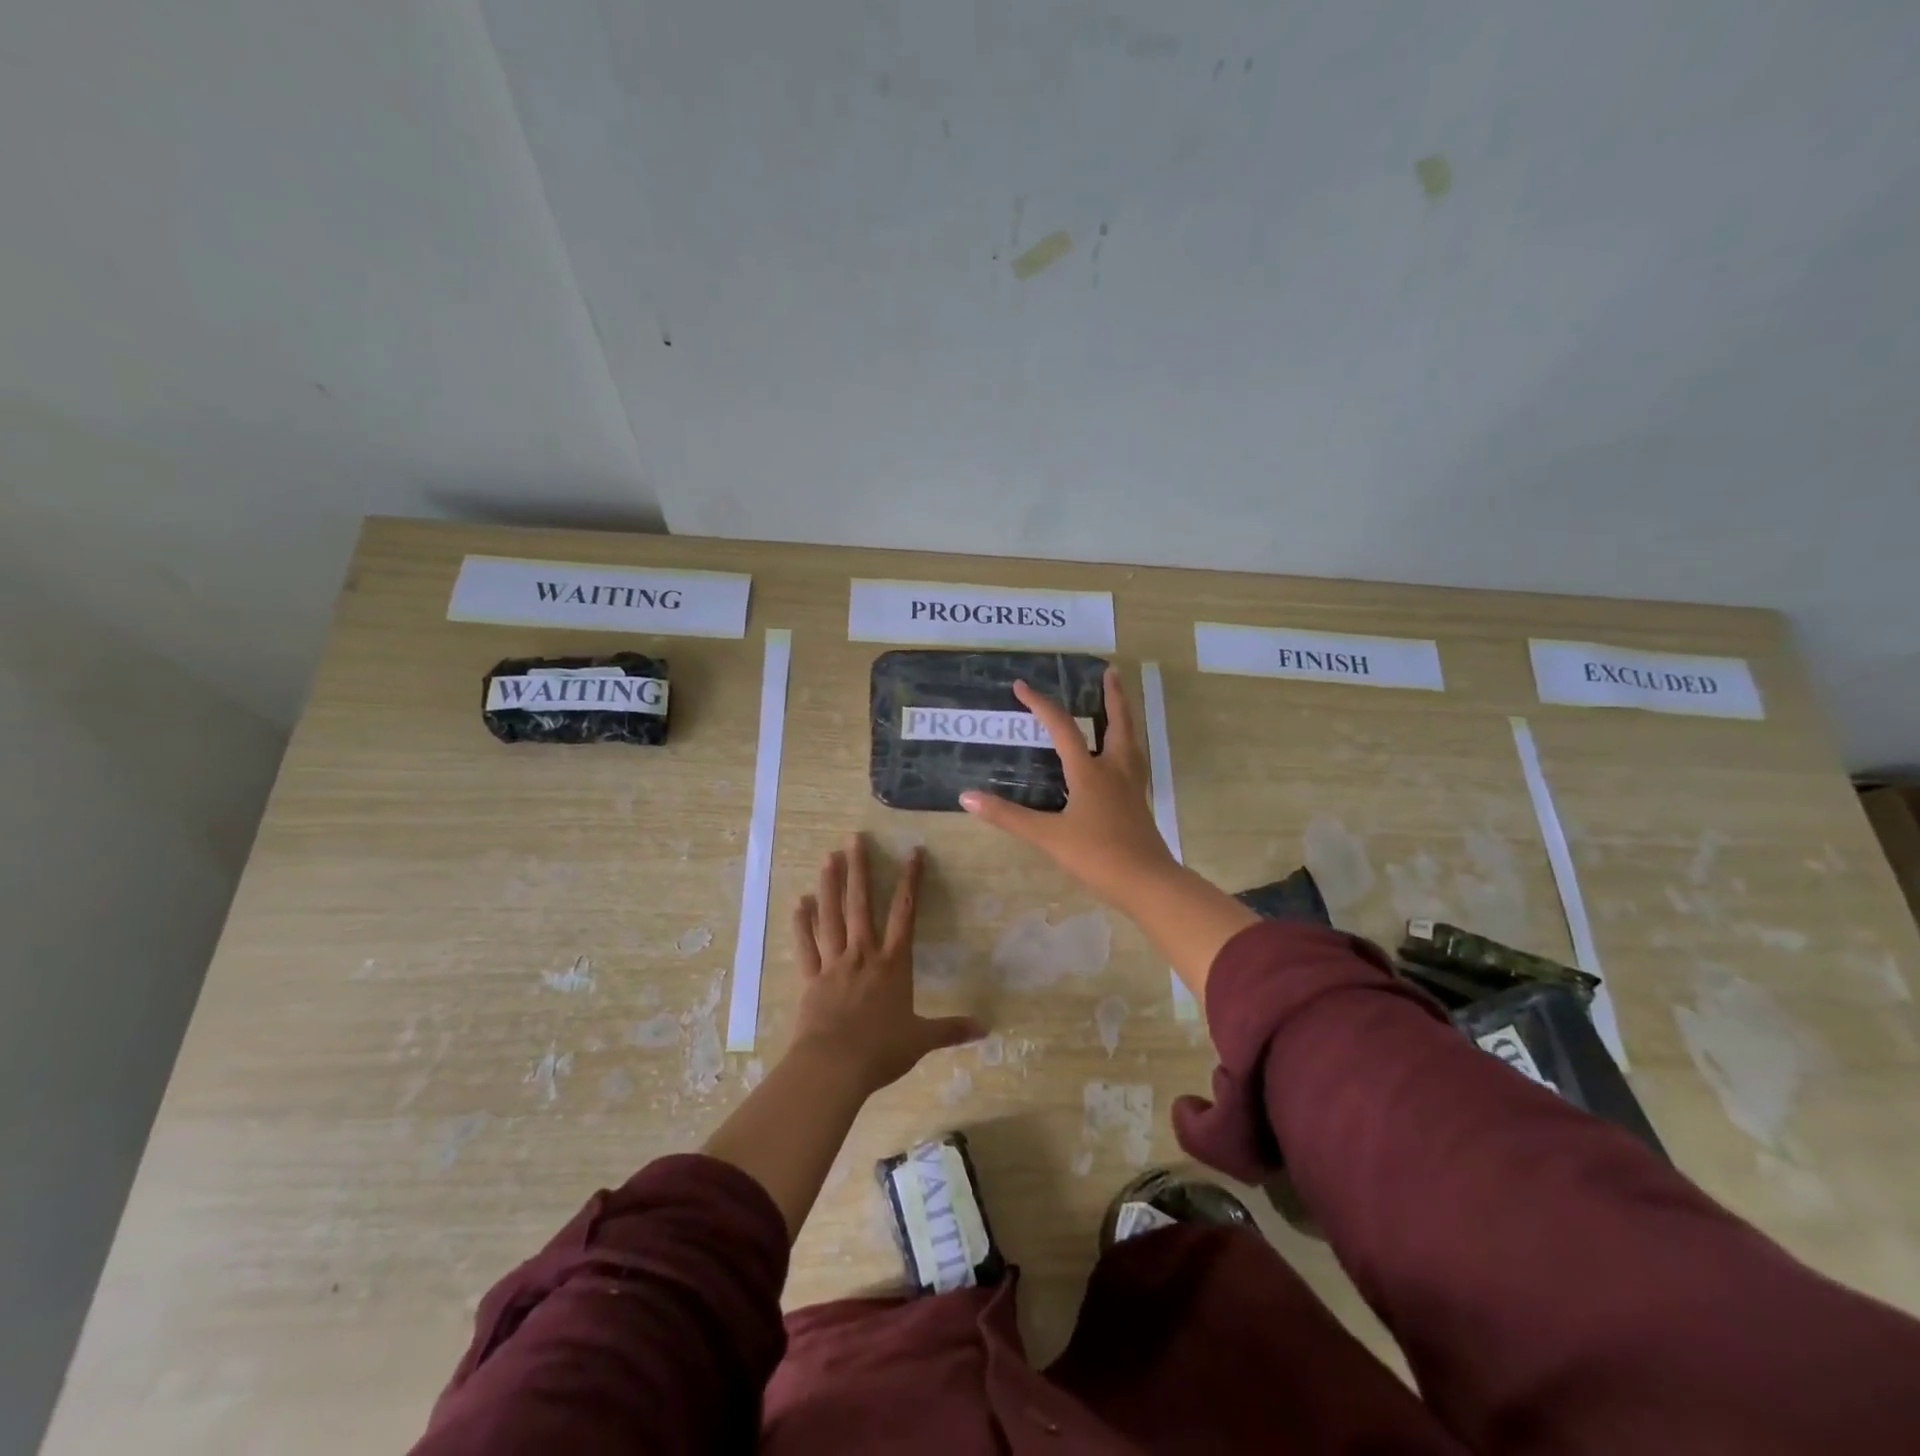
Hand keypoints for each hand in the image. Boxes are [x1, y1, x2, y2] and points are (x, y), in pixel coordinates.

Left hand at [788, 834, 984, 1096]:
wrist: (834, 1066)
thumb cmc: (881, 1050)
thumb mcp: (922, 1040)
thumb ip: (952, 1030)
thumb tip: (987, 1028)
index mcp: (893, 964)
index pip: (905, 913)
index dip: (910, 881)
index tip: (913, 852)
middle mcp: (863, 955)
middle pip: (861, 904)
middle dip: (860, 869)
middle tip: (854, 838)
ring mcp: (834, 963)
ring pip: (831, 916)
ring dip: (830, 885)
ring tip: (828, 857)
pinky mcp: (811, 978)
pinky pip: (806, 945)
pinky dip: (801, 923)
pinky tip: (799, 901)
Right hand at [959, 668, 1178, 904]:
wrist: (1147, 882)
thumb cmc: (1096, 855)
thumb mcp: (1048, 836)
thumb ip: (1008, 816)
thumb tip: (967, 797)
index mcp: (1090, 772)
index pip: (1062, 728)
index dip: (1041, 704)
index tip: (1021, 686)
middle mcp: (1114, 770)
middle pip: (1117, 722)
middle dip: (1112, 695)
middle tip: (1110, 671)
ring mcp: (1131, 786)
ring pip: (1130, 740)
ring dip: (1124, 716)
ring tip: (1119, 703)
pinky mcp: (1138, 802)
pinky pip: (1133, 761)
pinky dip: (1126, 745)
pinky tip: (1120, 756)